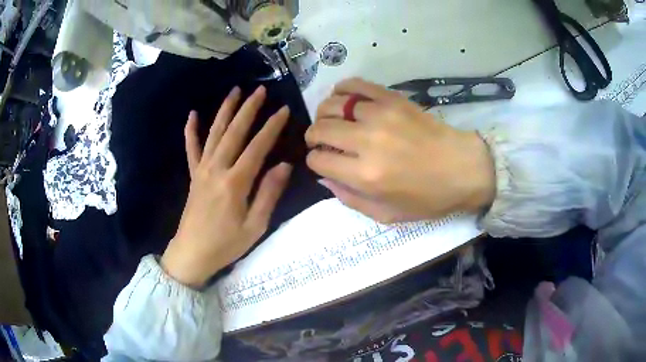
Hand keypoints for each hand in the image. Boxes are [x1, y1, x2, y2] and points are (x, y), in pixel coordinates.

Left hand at [161, 86, 291, 287]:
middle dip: (248, 108)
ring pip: (214, 133)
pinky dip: (191, 130)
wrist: (192, 254)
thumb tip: (285, 165)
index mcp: (235, 182)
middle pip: (234, 132)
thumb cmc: (225, 244)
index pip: (257, 146)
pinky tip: (193, 114)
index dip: (272, 127)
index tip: (284, 110)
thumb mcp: (255, 226)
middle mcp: (217, 169)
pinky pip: (191, 148)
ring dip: (225, 111)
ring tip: (234, 91)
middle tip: (260, 90)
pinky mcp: (193, 175)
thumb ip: (269, 194)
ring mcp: (202, 170)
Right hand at [305, 78, 494, 222]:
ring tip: (332, 121)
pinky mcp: (392, 98)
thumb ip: (350, 199)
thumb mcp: (387, 214)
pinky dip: (342, 89)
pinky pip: (356, 85)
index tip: (322, 162)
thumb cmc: (428, 197)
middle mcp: (367, 141)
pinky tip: (342, 98)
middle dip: (313, 137)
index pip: (319, 161)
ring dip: (325, 114)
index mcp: (366, 175)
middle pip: (320, 129)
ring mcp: (380, 115)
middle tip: (320, 141)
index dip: (315, 162)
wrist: (463, 168)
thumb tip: (324, 177)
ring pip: (333, 105)